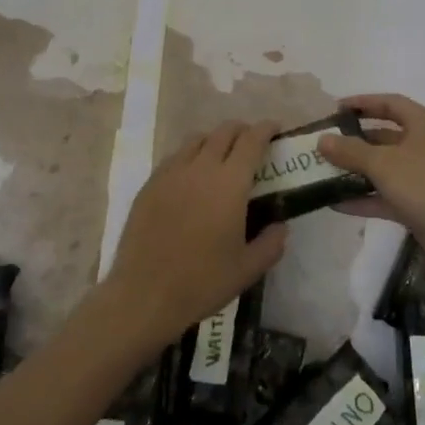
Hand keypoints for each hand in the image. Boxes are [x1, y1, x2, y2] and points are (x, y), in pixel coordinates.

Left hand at [105, 121, 289, 346]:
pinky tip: (191, 176)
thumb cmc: (202, 282)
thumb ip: (271, 243)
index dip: (265, 129)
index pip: (251, 141)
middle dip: (242, 130)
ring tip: (221, 155)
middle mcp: (201, 168)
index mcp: (230, 183)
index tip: (275, 129)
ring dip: (215, 140)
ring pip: (197, 140)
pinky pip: (175, 157)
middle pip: (224, 132)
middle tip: (251, 143)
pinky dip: (190, 155)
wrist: (144, 295)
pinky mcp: (150, 185)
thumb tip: (280, 226)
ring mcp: (171, 173)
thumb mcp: (248, 269)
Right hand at [317, 93, 424, 276]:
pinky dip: (364, 198)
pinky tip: (335, 204)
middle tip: (322, 145)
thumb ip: (351, 151)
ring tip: (322, 173)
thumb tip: (322, 139)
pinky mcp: (419, 205)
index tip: (334, 109)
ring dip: (355, 171)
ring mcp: (422, 176)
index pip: (389, 103)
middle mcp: (423, 145)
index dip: (362, 103)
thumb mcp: (385, 163)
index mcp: (422, 123)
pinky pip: (386, 196)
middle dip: (353, 141)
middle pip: (383, 137)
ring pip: (383, 168)